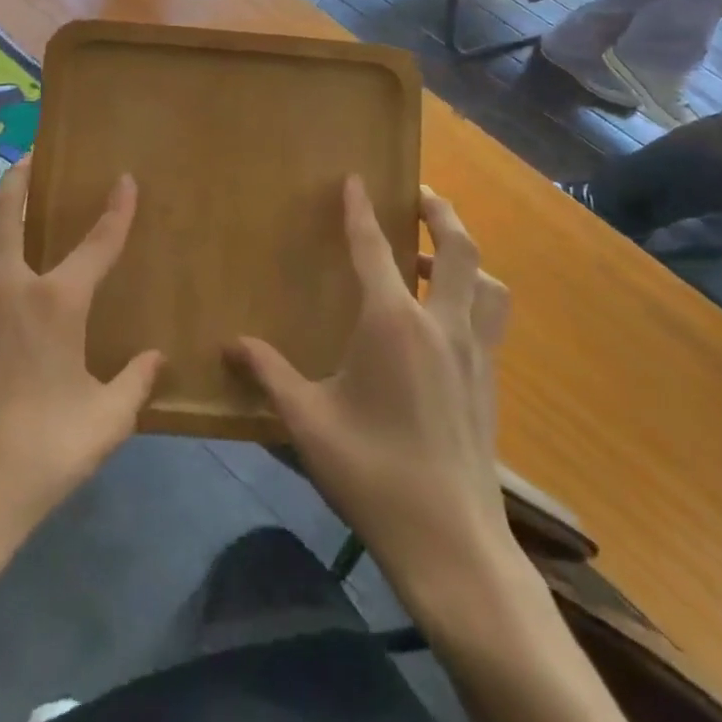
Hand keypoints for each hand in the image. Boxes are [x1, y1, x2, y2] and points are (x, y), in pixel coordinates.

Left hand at [0, 161, 162, 577]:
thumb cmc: (40, 456)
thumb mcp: (105, 423)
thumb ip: (135, 383)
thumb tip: (155, 358)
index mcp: (54, 303)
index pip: (97, 242)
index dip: (117, 208)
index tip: (124, 179)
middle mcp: (5, 289)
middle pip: (5, 209)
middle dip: (19, 176)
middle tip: (27, 158)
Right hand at [226, 179, 511, 591]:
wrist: (452, 543)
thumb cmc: (373, 473)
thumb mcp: (308, 422)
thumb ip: (269, 374)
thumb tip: (229, 344)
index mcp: (393, 323)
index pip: (372, 248)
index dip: (360, 210)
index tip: (355, 179)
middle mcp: (441, 324)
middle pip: (458, 248)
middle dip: (440, 212)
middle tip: (421, 195)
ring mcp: (474, 352)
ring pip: (486, 281)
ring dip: (465, 255)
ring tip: (436, 257)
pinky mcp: (490, 380)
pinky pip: (491, 316)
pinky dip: (476, 294)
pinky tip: (449, 319)